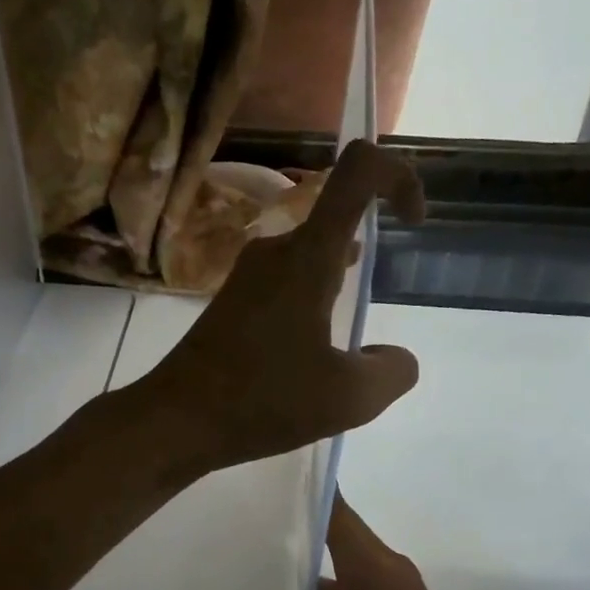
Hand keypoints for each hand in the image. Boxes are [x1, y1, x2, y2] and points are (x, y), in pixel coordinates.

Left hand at [136, 140, 425, 472]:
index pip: (357, 170)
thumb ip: (392, 371)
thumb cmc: (262, 400)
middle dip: (370, 247)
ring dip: (339, 281)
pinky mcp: (232, 302)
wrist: (175, 420)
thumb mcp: (348, 398)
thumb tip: (393, 357)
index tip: (413, 221)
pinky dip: (312, 303)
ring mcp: (249, 276)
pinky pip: (287, 283)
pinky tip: (312, 350)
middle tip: (379, 302)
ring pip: (311, 256)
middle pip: (335, 217)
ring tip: (348, 337)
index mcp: (309, 256)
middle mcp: (276, 251)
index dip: (398, 176)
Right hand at [276, 495, 507, 589]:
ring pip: (357, 566)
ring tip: (289, 569)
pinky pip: (369, 588)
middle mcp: (387, 567)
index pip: (339, 516)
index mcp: (368, 566)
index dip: (319, 495)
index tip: (294, 478)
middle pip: (347, 536)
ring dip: (329, 567)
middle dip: (316, 528)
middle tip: (278, 521)